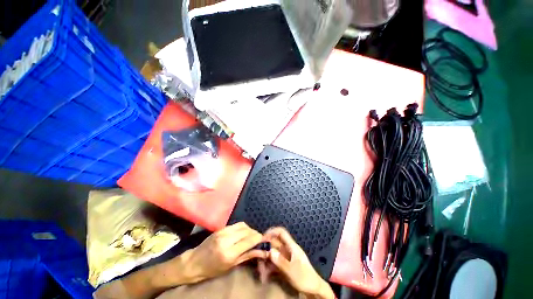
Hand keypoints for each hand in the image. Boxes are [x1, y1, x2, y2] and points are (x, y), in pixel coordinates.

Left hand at [176, 222, 267, 283]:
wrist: (194, 262)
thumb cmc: (212, 269)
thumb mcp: (231, 266)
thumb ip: (247, 256)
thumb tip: (262, 251)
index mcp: (229, 252)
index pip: (250, 240)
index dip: (259, 239)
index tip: (264, 241)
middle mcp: (227, 239)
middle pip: (247, 231)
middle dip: (255, 234)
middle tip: (258, 240)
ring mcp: (223, 231)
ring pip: (243, 225)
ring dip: (249, 230)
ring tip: (250, 237)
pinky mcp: (221, 228)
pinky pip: (236, 225)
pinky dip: (243, 228)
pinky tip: (242, 234)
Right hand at [263, 227, 334, 298]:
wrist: (314, 290)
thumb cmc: (306, 279)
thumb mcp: (293, 272)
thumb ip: (281, 261)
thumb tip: (269, 251)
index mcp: (292, 247)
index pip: (281, 232)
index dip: (272, 231)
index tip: (262, 238)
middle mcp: (287, 249)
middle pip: (274, 243)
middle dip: (265, 250)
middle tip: (258, 260)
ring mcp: (285, 257)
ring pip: (272, 254)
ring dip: (265, 262)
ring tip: (261, 274)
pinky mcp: (283, 265)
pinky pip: (273, 263)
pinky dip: (268, 268)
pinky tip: (265, 277)